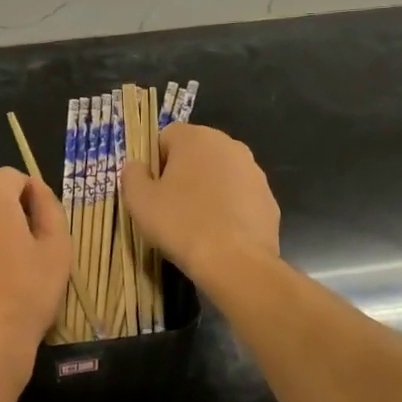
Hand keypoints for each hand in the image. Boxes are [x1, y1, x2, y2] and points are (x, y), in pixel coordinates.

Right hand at [120, 123, 279, 278]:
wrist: (236, 263)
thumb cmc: (181, 224)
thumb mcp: (139, 200)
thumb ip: (132, 174)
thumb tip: (137, 167)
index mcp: (196, 137)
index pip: (165, 138)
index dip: (154, 163)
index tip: (152, 191)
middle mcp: (229, 145)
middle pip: (195, 154)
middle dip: (182, 174)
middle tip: (170, 207)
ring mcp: (254, 171)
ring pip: (219, 174)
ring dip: (206, 190)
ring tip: (195, 223)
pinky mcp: (269, 198)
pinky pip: (239, 196)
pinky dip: (228, 208)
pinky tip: (219, 233)